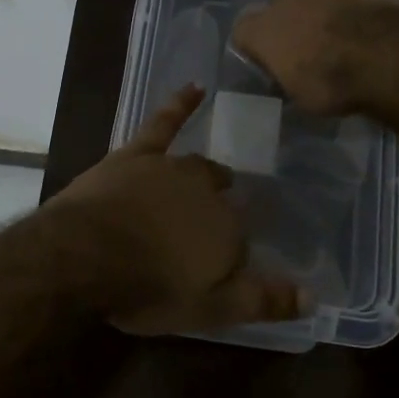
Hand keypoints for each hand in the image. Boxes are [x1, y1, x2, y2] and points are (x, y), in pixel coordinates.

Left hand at [53, 86, 306, 334]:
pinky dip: (182, 104)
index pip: (240, 242)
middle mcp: (208, 194)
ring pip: (200, 167)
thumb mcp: (208, 310)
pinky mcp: (139, 154)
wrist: (84, 254)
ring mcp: (173, 168)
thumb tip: (315, 295)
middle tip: (211, 230)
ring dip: (209, 175)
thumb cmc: (146, 289)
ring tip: (215, 180)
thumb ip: (262, 301)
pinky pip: (166, 122)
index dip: (228, 257)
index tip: (217, 269)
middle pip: (222, 201)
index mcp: (228, 232)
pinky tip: (196, 87)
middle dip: (221, 213)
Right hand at [230, 0, 398, 115]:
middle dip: (288, 21)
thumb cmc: (338, 88)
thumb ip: (287, 76)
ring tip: (330, 14)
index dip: (256, 44)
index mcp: (262, 33)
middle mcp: (281, 1)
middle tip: (310, 41)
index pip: (243, 32)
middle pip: (275, 6)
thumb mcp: (302, 97)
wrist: (386, 60)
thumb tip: (288, 70)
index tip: (272, 58)